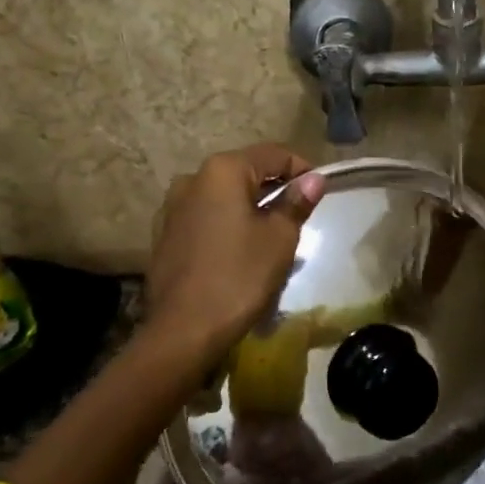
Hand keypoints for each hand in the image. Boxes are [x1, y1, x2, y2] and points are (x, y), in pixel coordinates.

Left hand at [145, 144, 324, 361]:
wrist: (184, 329)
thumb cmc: (239, 276)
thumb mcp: (279, 238)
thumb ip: (296, 203)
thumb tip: (313, 180)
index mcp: (222, 171)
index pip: (273, 154)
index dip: (302, 169)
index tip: (320, 192)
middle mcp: (192, 179)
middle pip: (245, 173)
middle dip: (275, 190)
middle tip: (299, 217)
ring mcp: (172, 207)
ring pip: (223, 197)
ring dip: (250, 209)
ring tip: (271, 238)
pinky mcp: (165, 235)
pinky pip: (206, 219)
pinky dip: (227, 226)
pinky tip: (239, 252)